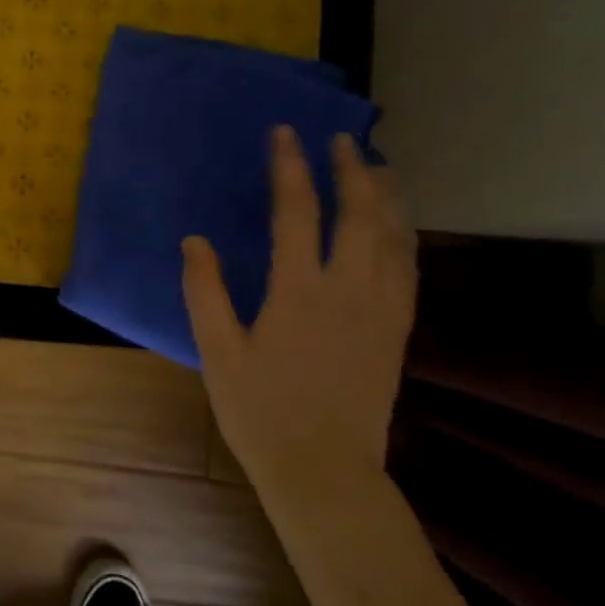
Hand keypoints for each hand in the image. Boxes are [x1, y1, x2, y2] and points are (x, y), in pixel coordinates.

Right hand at [181, 129, 416, 494]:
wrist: (325, 471)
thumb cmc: (261, 412)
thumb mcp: (217, 353)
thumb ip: (205, 292)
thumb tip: (195, 240)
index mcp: (298, 292)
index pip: (297, 212)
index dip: (291, 167)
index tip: (286, 133)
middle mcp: (348, 291)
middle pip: (360, 214)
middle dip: (352, 170)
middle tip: (343, 140)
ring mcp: (381, 311)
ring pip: (395, 238)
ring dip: (386, 196)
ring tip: (377, 167)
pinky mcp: (397, 331)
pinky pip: (409, 270)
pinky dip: (405, 236)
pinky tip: (399, 227)